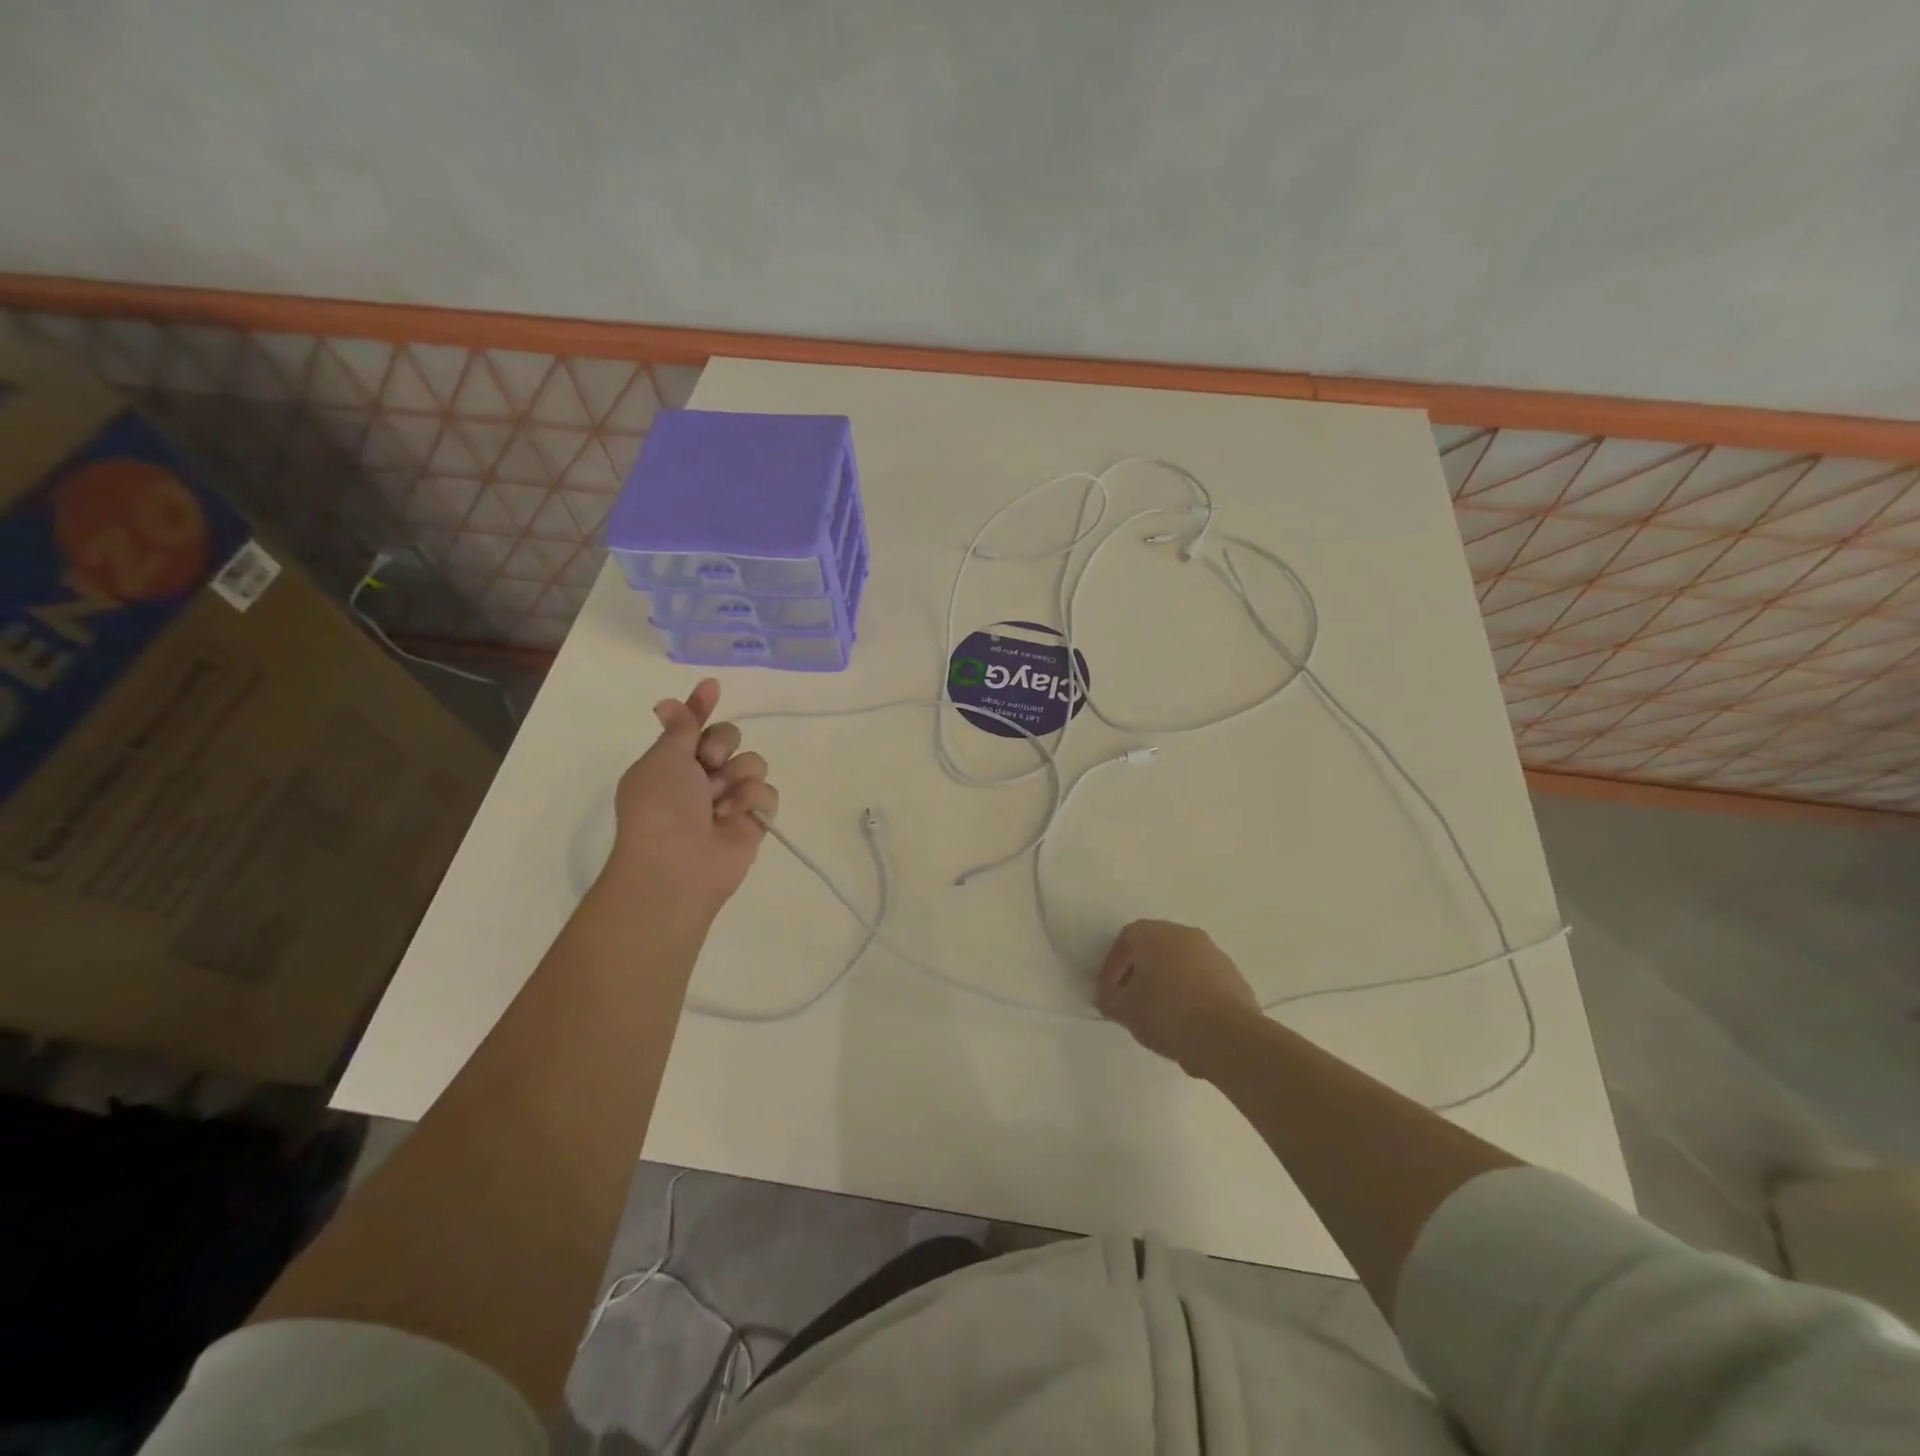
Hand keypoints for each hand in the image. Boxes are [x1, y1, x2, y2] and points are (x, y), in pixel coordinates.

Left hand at [605, 678, 778, 917]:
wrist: (678, 866)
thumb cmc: (661, 808)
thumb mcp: (663, 759)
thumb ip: (680, 727)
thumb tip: (667, 701)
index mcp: (672, 762)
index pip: (692, 725)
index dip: (701, 706)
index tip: (712, 685)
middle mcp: (701, 777)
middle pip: (730, 738)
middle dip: (722, 744)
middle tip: (709, 762)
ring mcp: (729, 799)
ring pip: (752, 763)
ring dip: (737, 776)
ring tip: (720, 802)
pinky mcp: (753, 819)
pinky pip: (767, 792)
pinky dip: (751, 802)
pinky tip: (734, 819)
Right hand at [1096, 920, 1259, 1075]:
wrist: (1229, 1038)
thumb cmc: (1168, 1014)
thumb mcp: (1125, 1010)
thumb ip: (1109, 998)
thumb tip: (1108, 995)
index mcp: (1157, 934)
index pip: (1127, 938)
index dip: (1113, 963)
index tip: (1109, 990)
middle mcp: (1186, 935)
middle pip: (1156, 947)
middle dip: (1140, 971)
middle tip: (1132, 999)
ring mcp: (1215, 955)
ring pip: (1182, 964)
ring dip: (1167, 982)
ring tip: (1160, 1015)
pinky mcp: (1235, 978)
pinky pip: (1203, 981)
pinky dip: (1191, 995)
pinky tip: (1187, 1023)